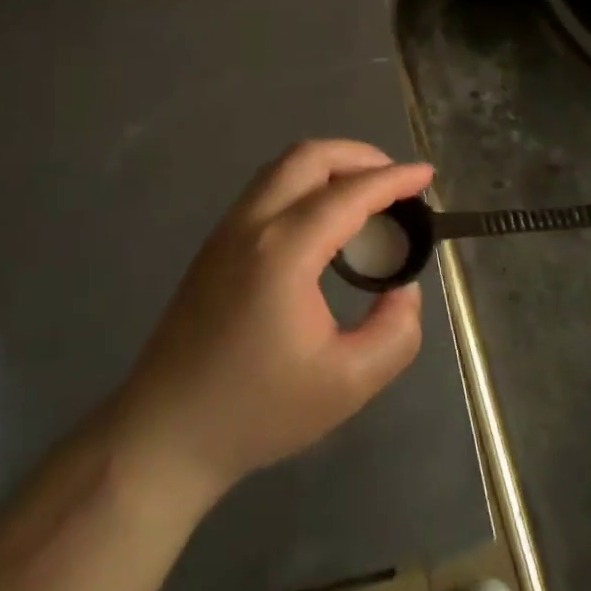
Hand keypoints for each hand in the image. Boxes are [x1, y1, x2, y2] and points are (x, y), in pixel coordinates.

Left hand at [107, 140, 429, 506]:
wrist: (164, 435)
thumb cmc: (256, 411)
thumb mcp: (346, 385)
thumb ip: (395, 333)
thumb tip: (404, 290)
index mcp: (284, 250)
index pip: (349, 193)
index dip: (394, 179)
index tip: (426, 176)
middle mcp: (253, 223)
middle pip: (310, 156)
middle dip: (360, 156)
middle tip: (395, 181)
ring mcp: (227, 228)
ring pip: (283, 166)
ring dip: (330, 165)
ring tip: (365, 194)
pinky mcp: (215, 243)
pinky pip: (267, 187)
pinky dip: (304, 182)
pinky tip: (323, 218)